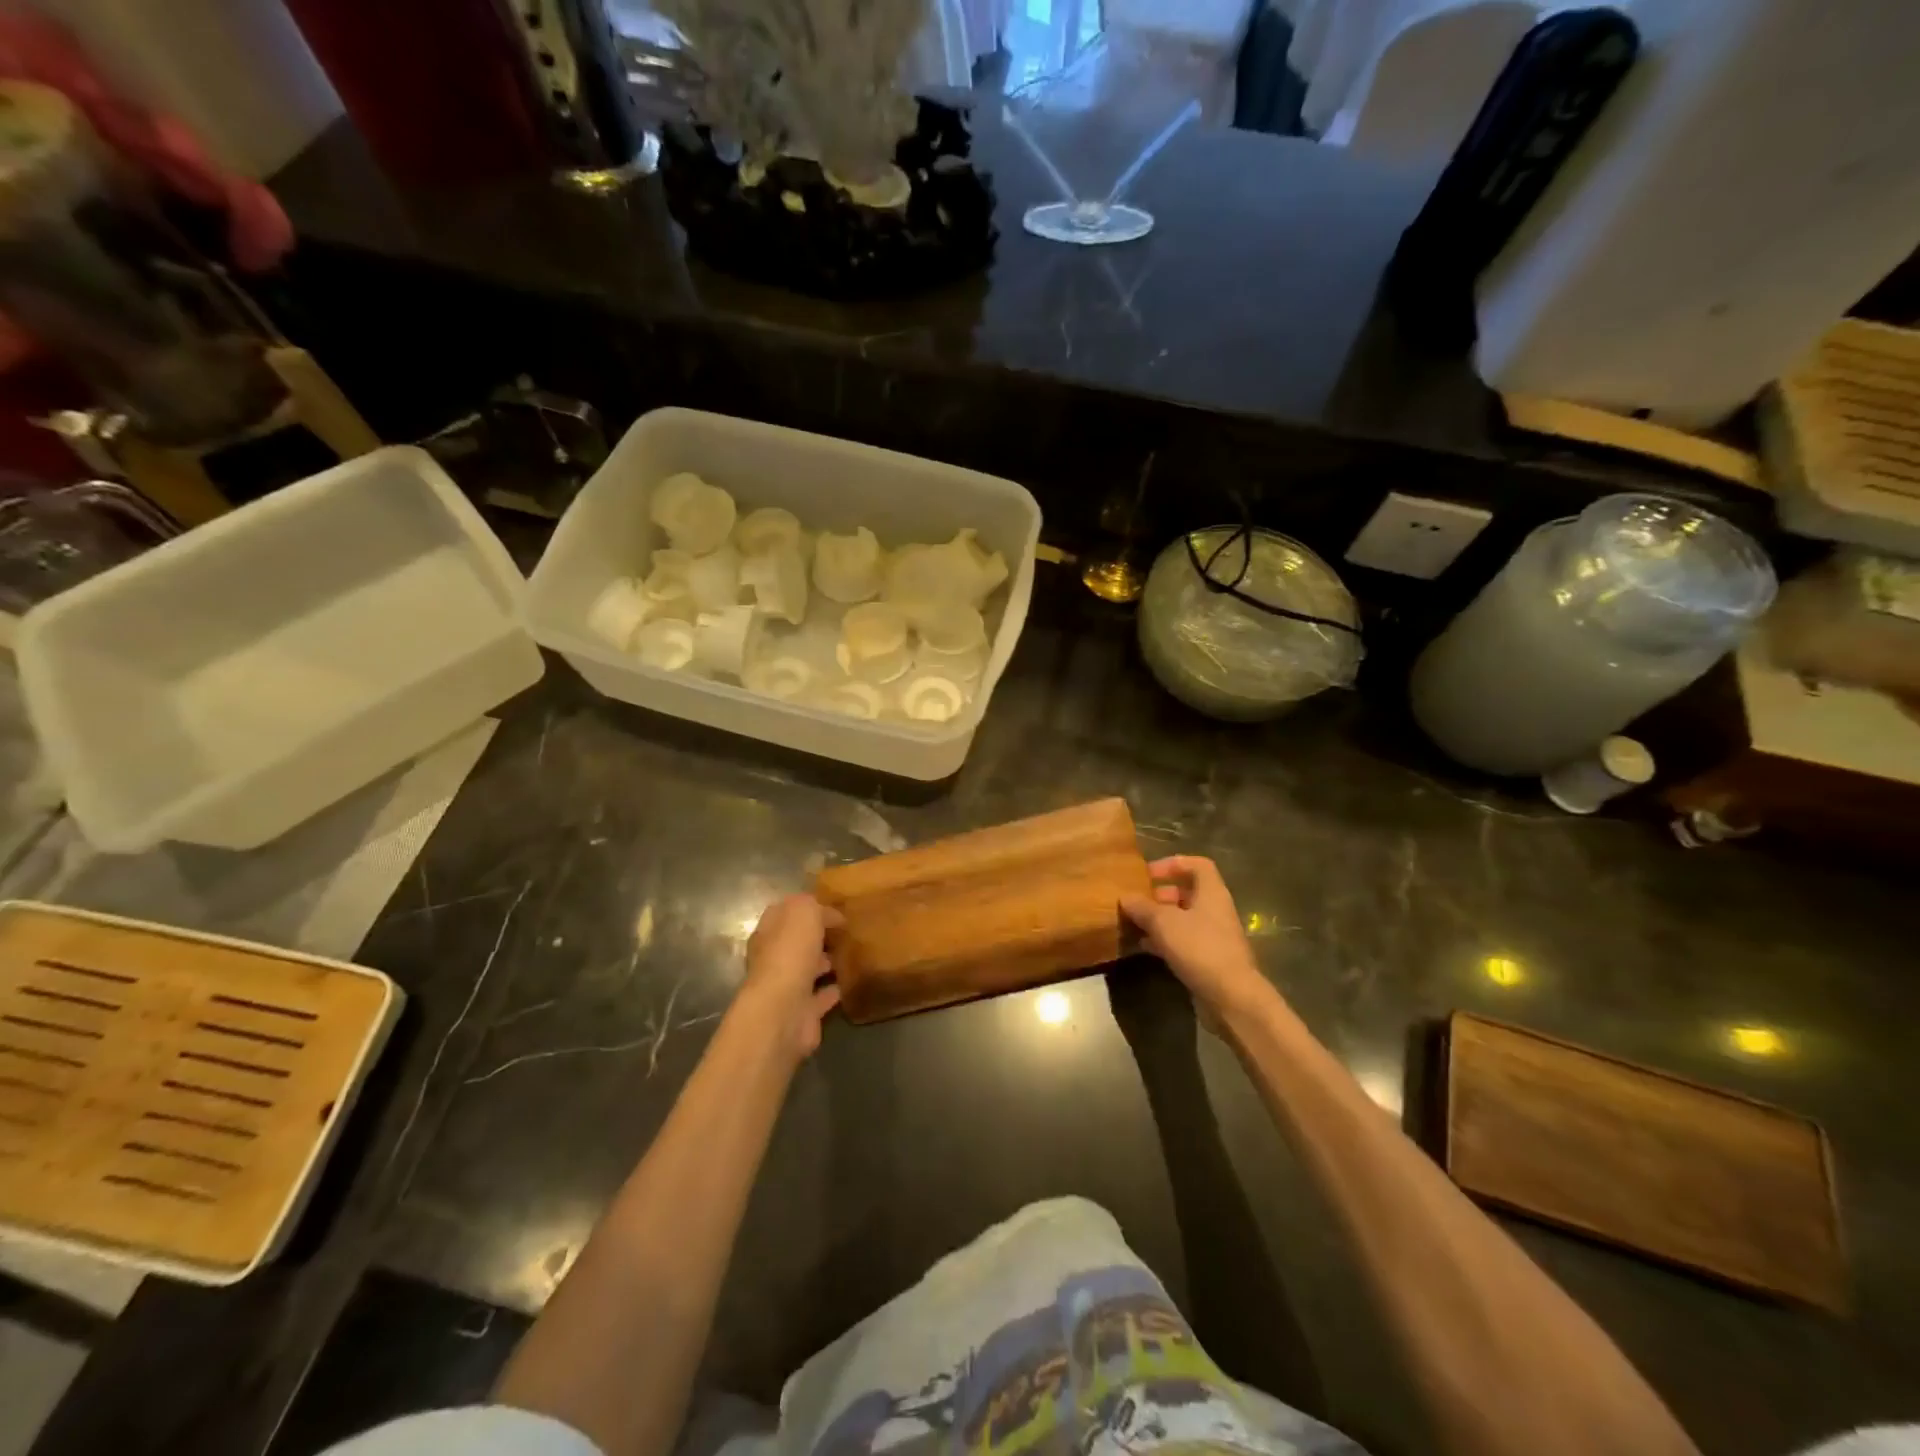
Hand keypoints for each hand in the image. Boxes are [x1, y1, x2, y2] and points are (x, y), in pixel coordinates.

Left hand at [740, 894, 843, 1059]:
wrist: (783, 1011)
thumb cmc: (790, 954)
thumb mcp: (804, 912)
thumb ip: (816, 907)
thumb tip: (831, 915)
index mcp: (768, 933)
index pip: (786, 913)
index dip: (808, 908)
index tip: (835, 907)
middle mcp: (772, 959)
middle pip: (796, 943)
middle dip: (816, 937)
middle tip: (845, 931)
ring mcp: (786, 987)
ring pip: (807, 970)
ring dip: (824, 963)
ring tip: (850, 954)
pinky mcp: (802, 1012)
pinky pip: (821, 997)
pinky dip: (833, 990)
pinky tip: (849, 983)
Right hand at [1121, 856, 1274, 1020]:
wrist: (1231, 997)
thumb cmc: (1200, 948)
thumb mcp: (1164, 923)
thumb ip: (1143, 907)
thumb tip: (1125, 897)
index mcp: (1211, 892)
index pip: (1198, 865)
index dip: (1173, 864)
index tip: (1149, 873)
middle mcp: (1215, 910)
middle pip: (1188, 892)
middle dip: (1160, 894)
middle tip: (1137, 901)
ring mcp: (1213, 936)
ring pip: (1183, 919)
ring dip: (1159, 919)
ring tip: (1134, 923)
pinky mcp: (1208, 959)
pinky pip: (1183, 942)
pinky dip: (1163, 941)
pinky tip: (1142, 947)